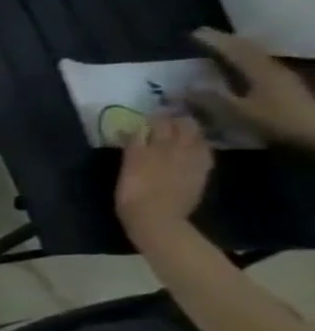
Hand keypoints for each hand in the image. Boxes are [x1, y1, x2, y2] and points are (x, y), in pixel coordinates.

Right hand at [115, 113, 211, 240]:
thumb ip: (133, 148)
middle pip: (180, 126)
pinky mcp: (201, 171)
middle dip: (175, 119)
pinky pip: (204, 150)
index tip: (150, 111)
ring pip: (195, 136)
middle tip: (167, 116)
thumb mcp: (127, 169)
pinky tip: (195, 145)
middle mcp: (175, 149)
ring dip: (189, 129)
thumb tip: (134, 129)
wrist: (157, 219)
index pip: (156, 124)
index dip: (155, 116)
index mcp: (152, 148)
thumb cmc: (131, 197)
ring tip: (181, 127)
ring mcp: (191, 160)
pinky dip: (199, 143)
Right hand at [193, 28, 314, 148]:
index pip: (235, 49)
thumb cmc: (276, 121)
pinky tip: (237, 68)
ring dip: (237, 50)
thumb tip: (181, 87)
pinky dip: (244, 61)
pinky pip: (259, 66)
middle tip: (206, 38)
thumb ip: (209, 99)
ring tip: (219, 49)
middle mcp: (273, 69)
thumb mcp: (237, 112)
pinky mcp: (284, 86)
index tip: (194, 32)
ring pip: (256, 56)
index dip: (215, 40)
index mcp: (260, 71)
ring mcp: (281, 77)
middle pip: (249, 49)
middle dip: (227, 42)